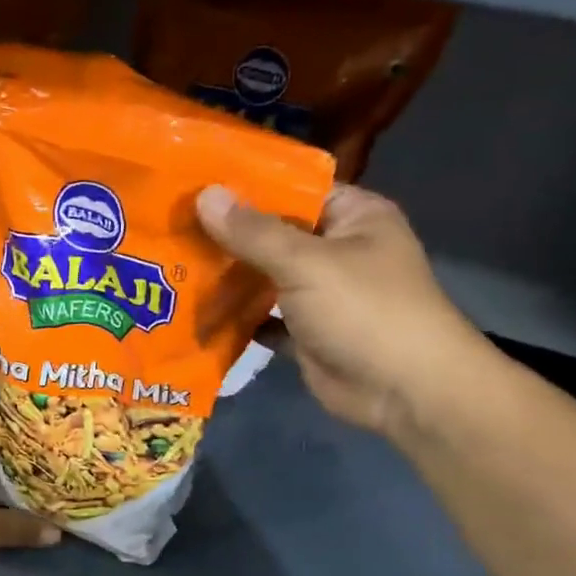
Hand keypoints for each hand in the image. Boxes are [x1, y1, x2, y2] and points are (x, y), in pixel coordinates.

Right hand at [196, 184, 486, 434]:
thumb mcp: (306, 263)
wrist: (404, 392)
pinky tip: (197, 311)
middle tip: (171, 225)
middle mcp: (338, 251)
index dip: (248, 186)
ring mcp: (323, 295)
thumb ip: (253, 232)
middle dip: (229, 235)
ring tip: (173, 263)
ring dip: (229, 277)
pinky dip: (239, 319)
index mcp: (353, 217)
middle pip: (275, 234)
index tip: (196, 183)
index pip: (295, 189)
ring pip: (267, 278)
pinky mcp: (308, 334)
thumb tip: (204, 194)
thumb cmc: (364, 310)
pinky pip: (266, 319)